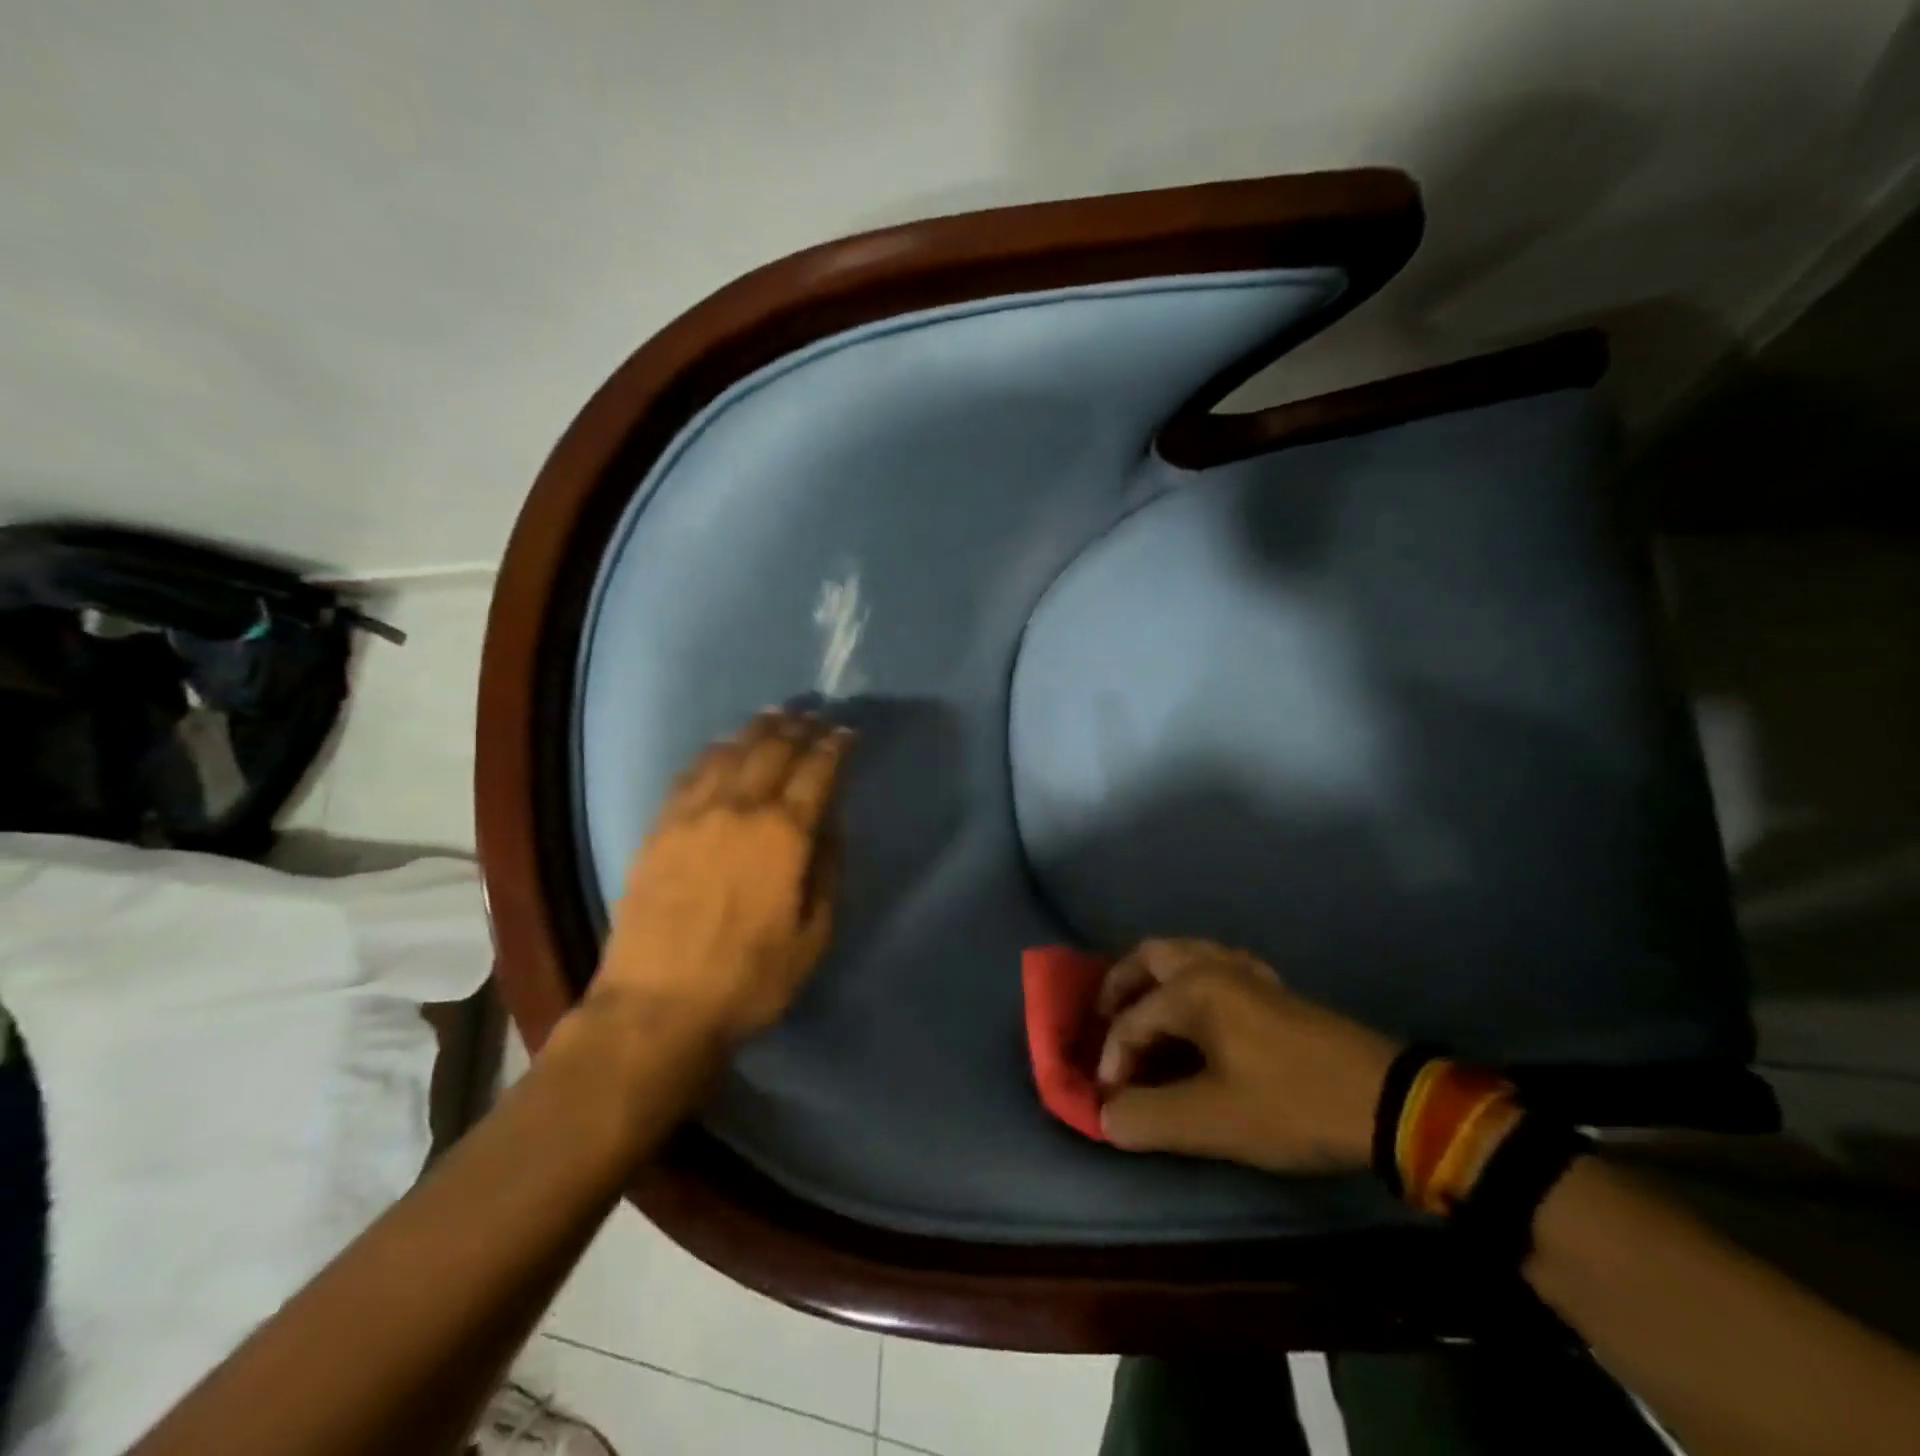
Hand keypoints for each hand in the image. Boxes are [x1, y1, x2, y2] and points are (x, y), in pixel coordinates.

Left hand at [589, 710, 852, 1046]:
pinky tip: (721, 748)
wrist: (657, 1007)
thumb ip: (827, 873)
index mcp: (784, 835)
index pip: (816, 772)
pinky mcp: (660, 828)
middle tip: (812, 716)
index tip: (846, 733)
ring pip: (729, 753)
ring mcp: (693, 815)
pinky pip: (689, 774)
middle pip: (773, 751)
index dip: (835, 747)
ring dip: (756, 730)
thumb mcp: (813, 936)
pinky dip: (713, 752)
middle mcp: (740, 810)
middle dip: (798, 728)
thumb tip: (830, 828)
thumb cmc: (749, 979)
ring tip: (773, 717)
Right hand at [1095, 939, 1398, 1172]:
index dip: (1113, 1060)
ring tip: (1143, 1016)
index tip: (1111, 1102)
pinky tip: (1198, 1016)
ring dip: (1155, 980)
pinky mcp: (1273, 989)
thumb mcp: (1213, 1121)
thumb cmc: (1290, 1103)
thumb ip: (1149, 1117)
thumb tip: (1106, 1117)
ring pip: (1184, 955)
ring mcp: (1247, 973)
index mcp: (1193, 988)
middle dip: (1120, 986)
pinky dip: (1191, 982)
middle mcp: (1214, 966)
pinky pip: (1216, 968)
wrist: (1385, 1101)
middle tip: (1105, 1021)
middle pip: (1150, 957)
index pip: (1131, 1019)